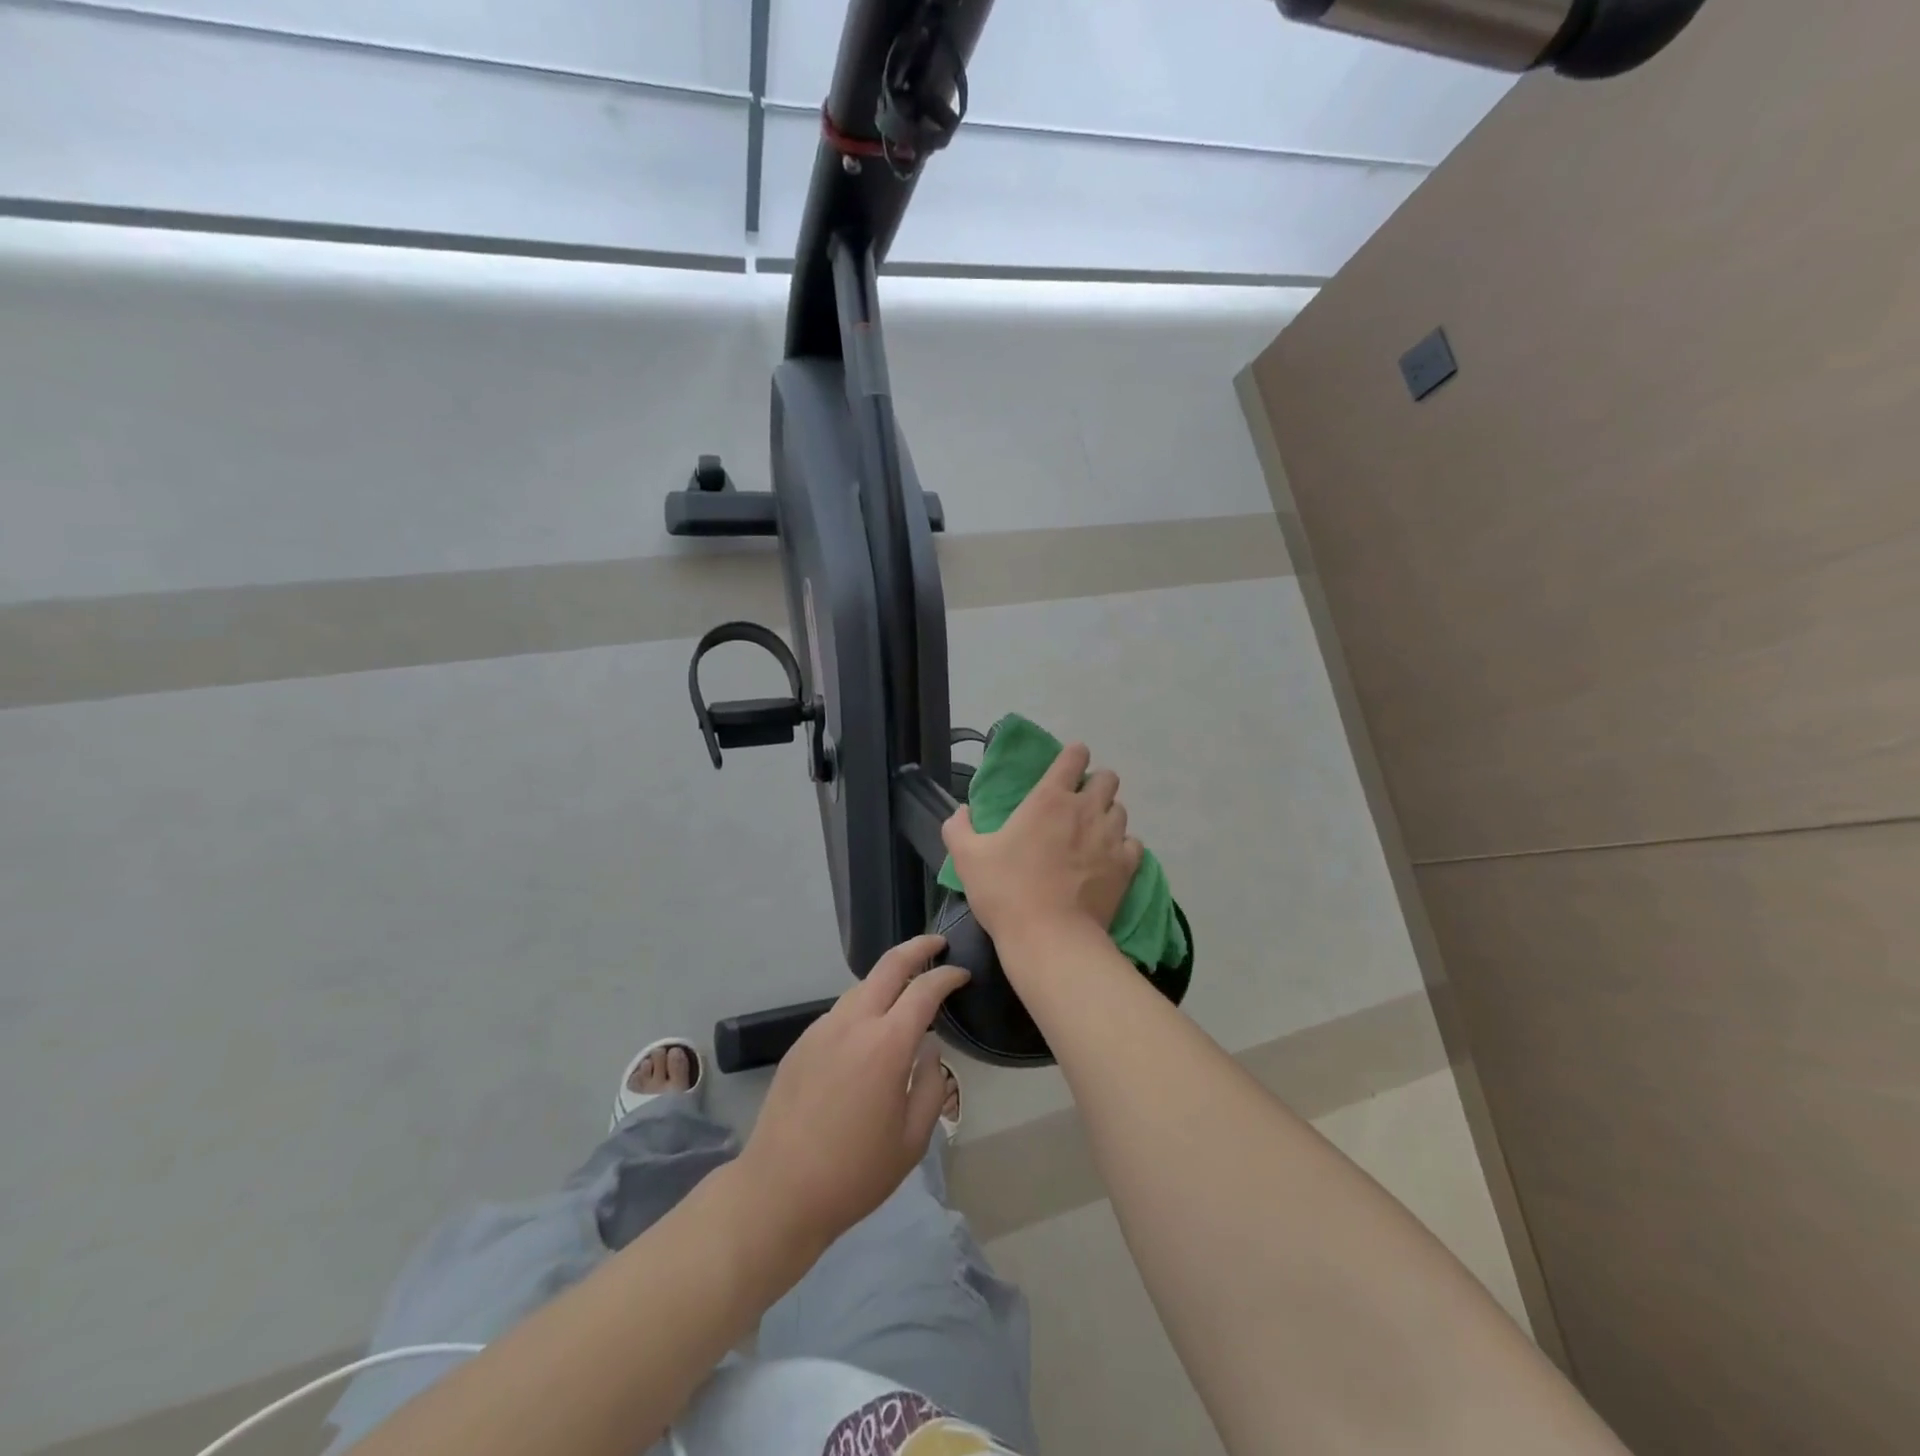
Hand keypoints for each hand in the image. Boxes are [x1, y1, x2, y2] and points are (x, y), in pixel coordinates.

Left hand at [740, 935, 968, 1252]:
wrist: (779, 1191)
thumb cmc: (855, 1173)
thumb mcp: (912, 1140)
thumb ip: (931, 1085)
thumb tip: (929, 1050)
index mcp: (886, 1045)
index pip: (924, 989)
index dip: (948, 976)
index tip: (963, 974)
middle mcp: (853, 1023)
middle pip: (889, 965)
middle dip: (917, 947)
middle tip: (938, 944)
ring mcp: (822, 1029)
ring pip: (861, 986)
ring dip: (888, 978)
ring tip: (907, 989)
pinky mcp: (801, 1044)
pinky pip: (840, 1011)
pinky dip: (863, 1005)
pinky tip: (869, 1029)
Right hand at [941, 742, 1143, 945]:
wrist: (1049, 937)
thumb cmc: (1006, 891)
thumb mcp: (967, 857)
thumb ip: (959, 828)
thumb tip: (961, 811)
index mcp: (1049, 799)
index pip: (1074, 756)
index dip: (1073, 755)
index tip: (1067, 766)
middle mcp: (1086, 809)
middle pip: (1107, 779)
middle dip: (1095, 785)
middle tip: (1078, 804)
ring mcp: (1110, 837)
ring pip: (1121, 810)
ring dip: (1108, 815)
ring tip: (1093, 833)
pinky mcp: (1126, 866)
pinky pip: (1134, 844)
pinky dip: (1123, 847)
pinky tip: (1109, 859)